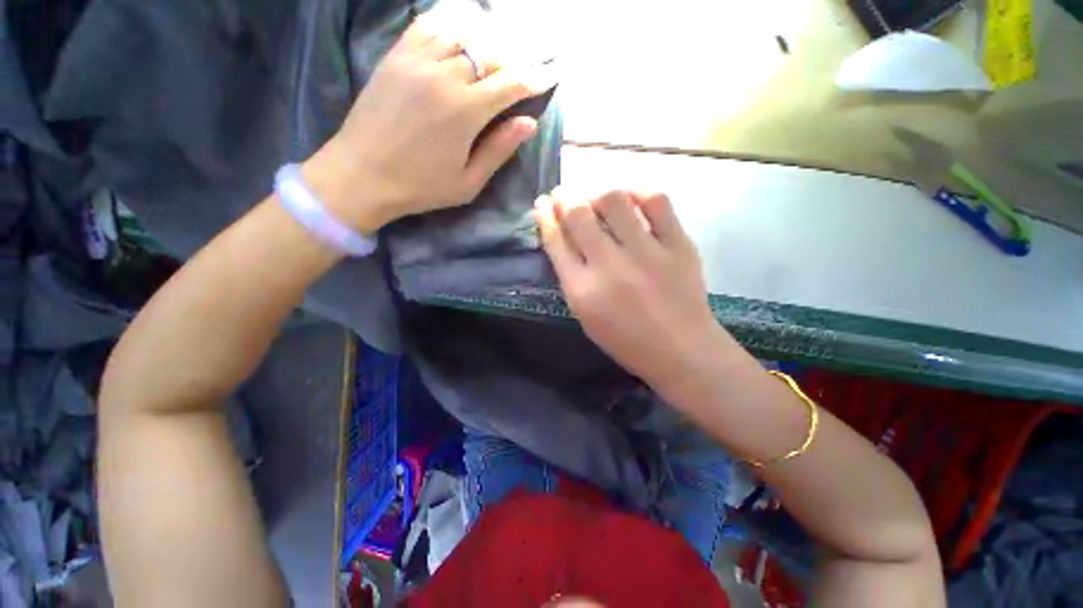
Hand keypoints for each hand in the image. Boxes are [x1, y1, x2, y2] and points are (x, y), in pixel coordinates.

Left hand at [305, 10, 555, 232]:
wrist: (361, 175)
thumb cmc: (421, 187)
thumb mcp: (468, 182)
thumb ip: (499, 150)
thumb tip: (529, 123)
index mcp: (465, 111)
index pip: (510, 84)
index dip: (534, 79)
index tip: (551, 75)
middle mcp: (445, 76)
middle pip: (491, 54)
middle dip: (517, 58)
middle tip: (532, 61)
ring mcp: (417, 61)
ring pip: (463, 34)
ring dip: (488, 40)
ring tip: (501, 50)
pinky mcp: (396, 56)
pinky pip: (428, 26)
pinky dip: (451, 24)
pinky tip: (461, 33)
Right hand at [534, 189, 728, 394]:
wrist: (681, 350)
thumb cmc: (626, 340)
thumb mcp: (585, 316)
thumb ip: (570, 277)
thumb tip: (562, 238)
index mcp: (582, 290)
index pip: (556, 241)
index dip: (545, 217)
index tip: (542, 204)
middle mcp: (610, 266)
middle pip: (579, 214)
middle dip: (564, 197)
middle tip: (563, 194)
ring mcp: (646, 252)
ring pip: (614, 200)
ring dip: (598, 193)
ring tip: (597, 199)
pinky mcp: (678, 245)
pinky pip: (657, 201)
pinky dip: (639, 192)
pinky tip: (631, 198)